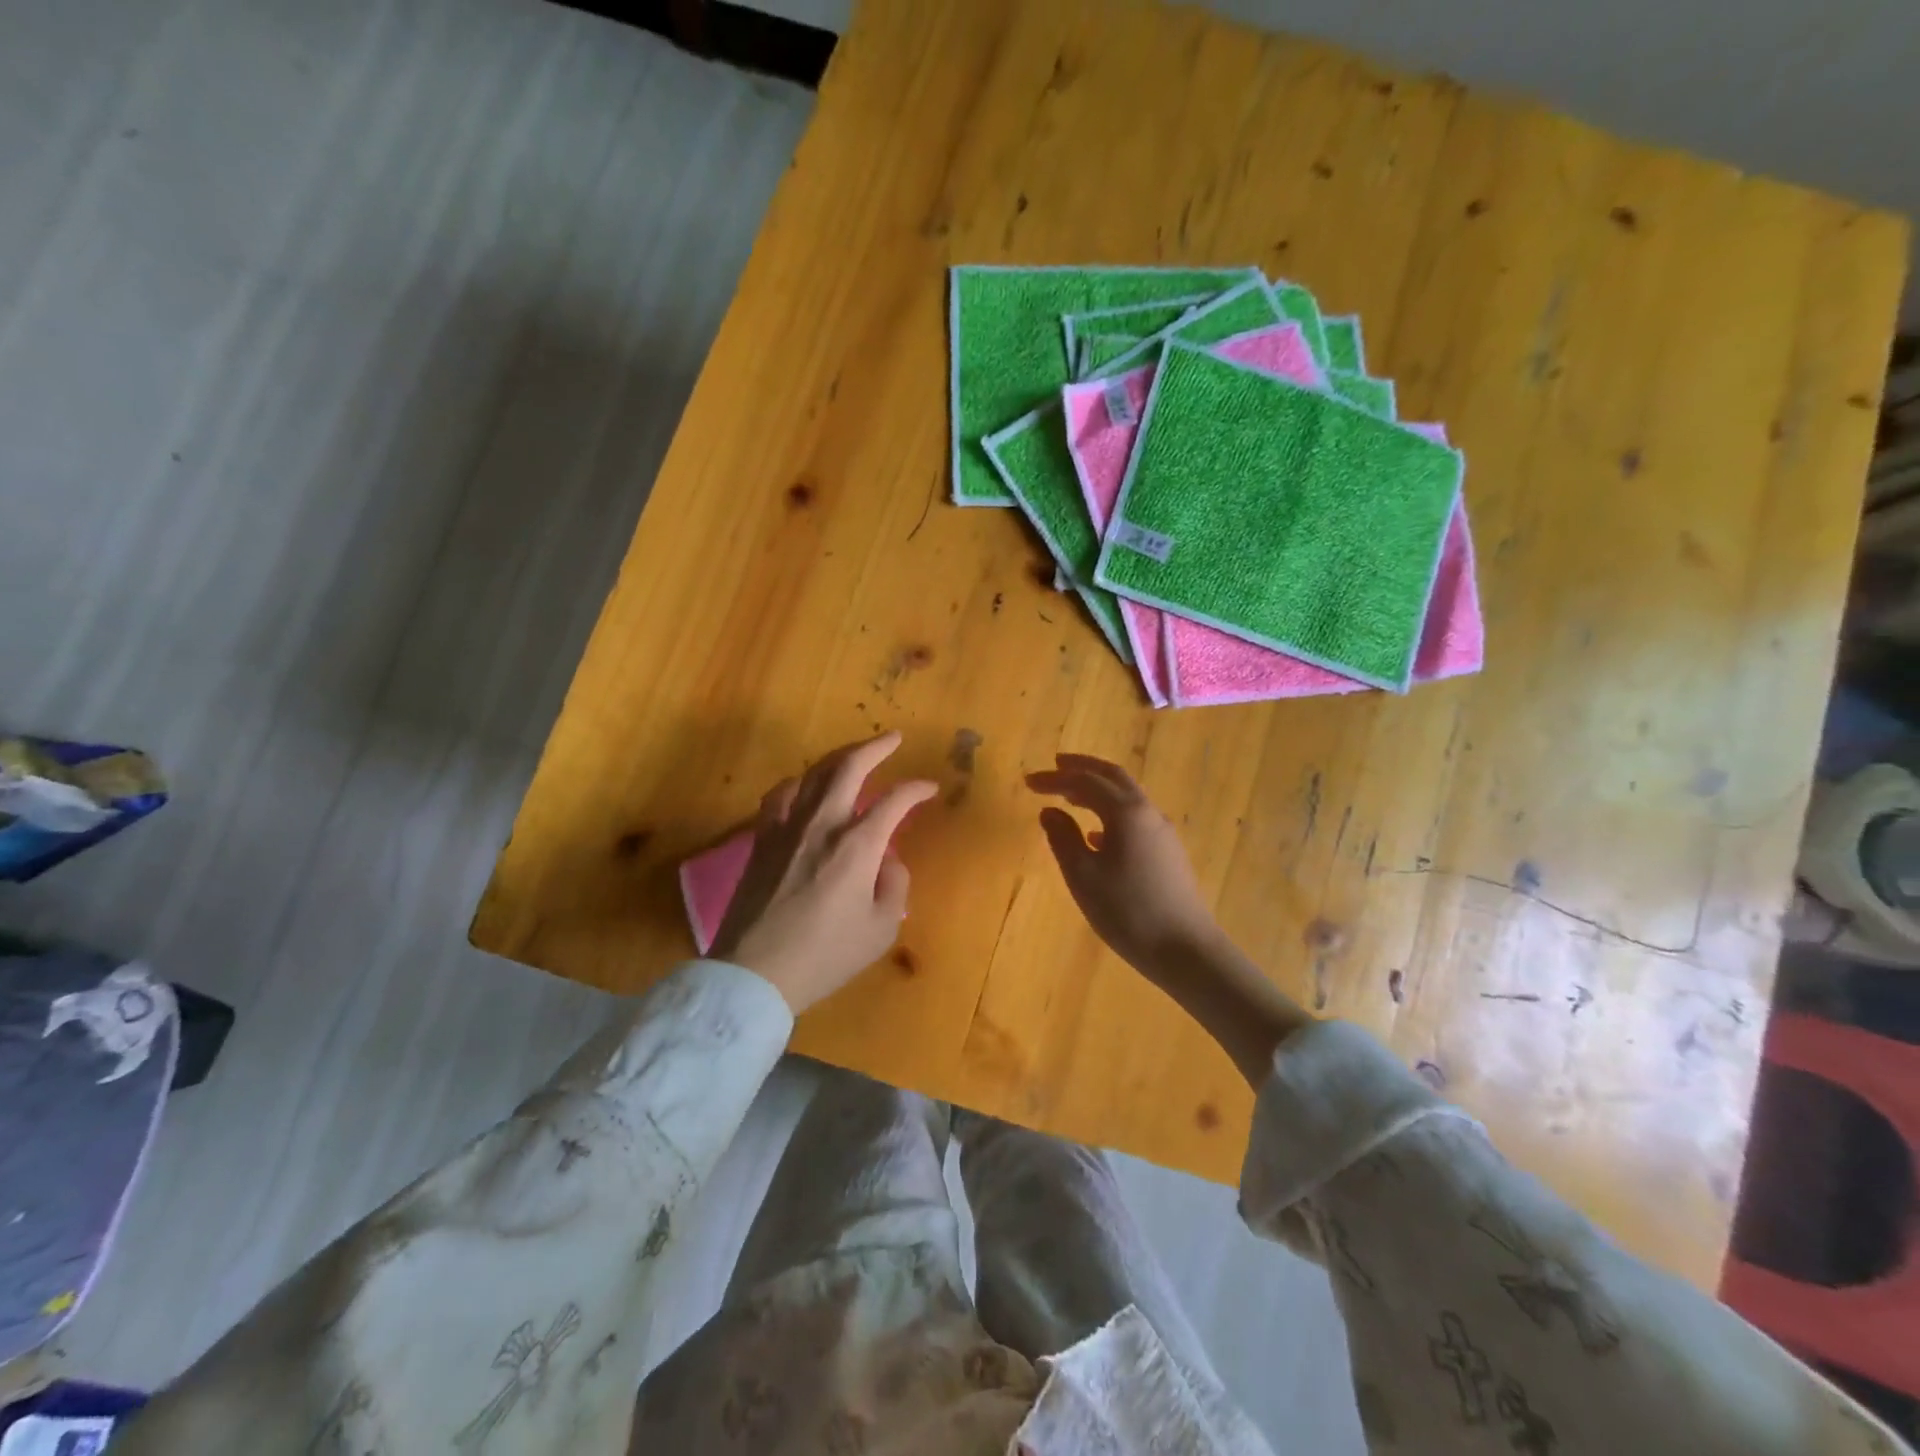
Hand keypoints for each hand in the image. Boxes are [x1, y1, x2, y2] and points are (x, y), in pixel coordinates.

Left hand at [713, 732, 936, 1013]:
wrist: (756, 972)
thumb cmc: (826, 956)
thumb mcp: (880, 930)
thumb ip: (894, 886)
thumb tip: (887, 860)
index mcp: (857, 846)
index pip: (894, 801)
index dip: (916, 790)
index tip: (929, 788)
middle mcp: (822, 824)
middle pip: (849, 768)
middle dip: (875, 747)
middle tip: (892, 738)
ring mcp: (787, 828)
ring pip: (812, 775)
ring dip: (838, 759)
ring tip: (853, 757)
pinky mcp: (762, 841)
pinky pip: (779, 797)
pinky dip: (797, 784)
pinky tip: (802, 787)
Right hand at [1027, 752, 1311, 1081]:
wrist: (1185, 949)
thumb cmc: (1127, 911)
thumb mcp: (1083, 876)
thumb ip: (1062, 838)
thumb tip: (1049, 812)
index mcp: (1126, 812)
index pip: (1085, 782)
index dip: (1055, 778)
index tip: (1028, 781)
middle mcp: (1148, 813)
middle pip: (1113, 777)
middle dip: (1083, 768)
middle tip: (1056, 765)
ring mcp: (1162, 832)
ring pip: (1127, 797)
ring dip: (1097, 790)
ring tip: (1070, 796)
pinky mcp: (1168, 853)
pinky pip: (1135, 819)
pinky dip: (1110, 813)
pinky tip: (1096, 835)